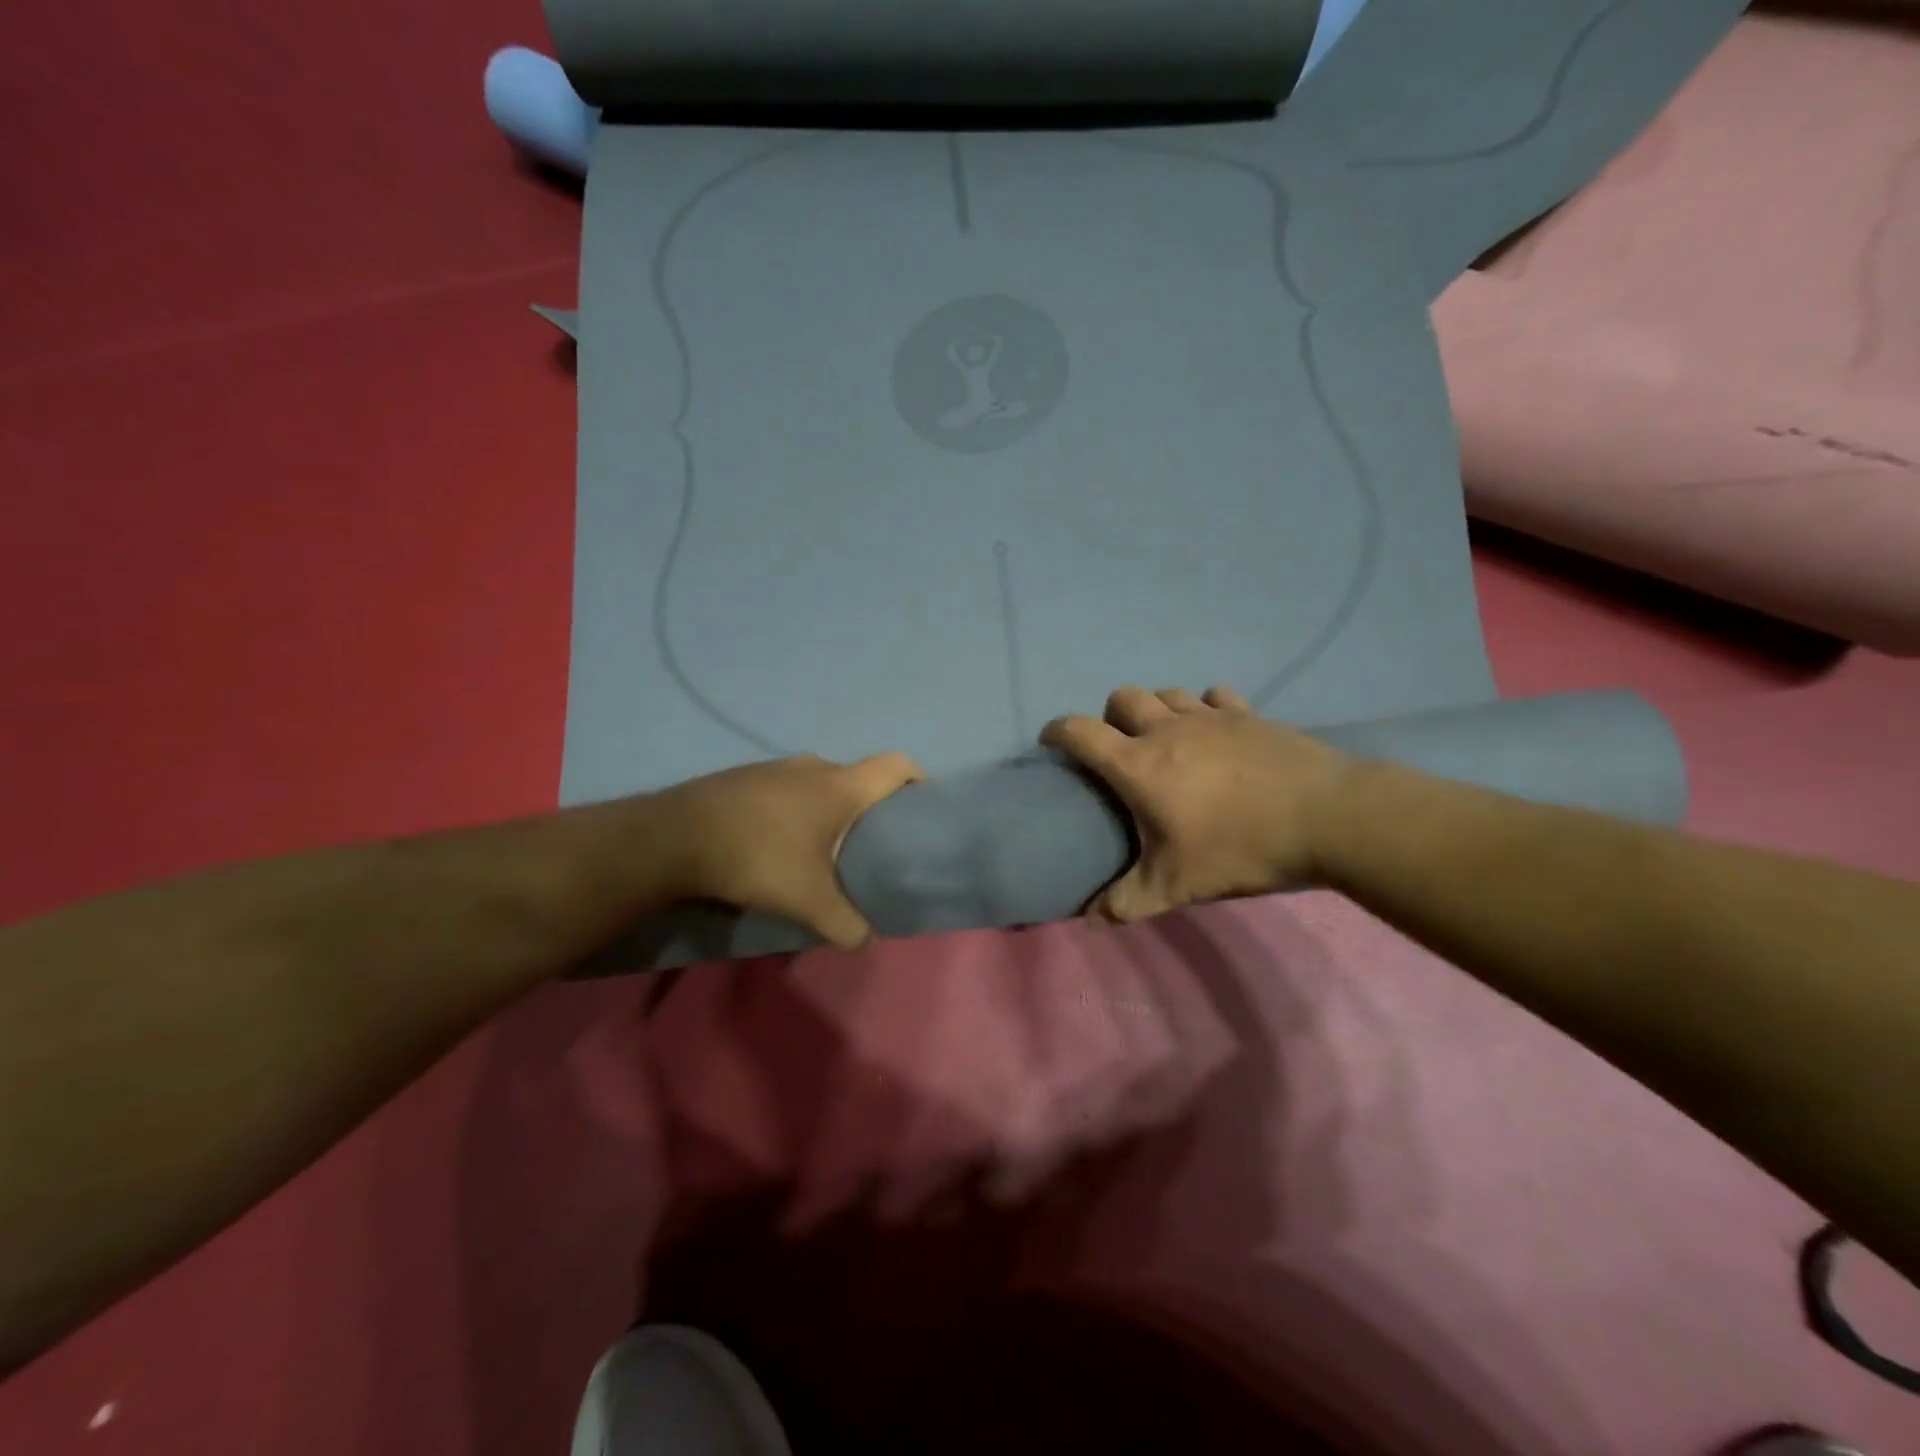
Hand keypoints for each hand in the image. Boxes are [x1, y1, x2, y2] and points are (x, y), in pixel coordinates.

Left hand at [651, 752, 925, 948]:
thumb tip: (866, 940)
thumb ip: (845, 923)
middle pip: (859, 777)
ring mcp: (776, 767)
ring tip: (825, 846)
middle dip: (871, 806)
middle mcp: (814, 767)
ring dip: (829, 807)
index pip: (896, 765)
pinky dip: (796, 808)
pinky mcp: (746, 776)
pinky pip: (787, 788)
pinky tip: (780, 842)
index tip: (922, 807)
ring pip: (820, 783)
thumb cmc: (758, 858)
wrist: (675, 837)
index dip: (917, 780)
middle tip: (873, 844)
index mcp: (840, 786)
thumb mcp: (807, 901)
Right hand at [1041, 685, 1350, 923]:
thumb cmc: (1239, 848)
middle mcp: (1167, 730)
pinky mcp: (1247, 715)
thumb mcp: (1177, 885)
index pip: (1080, 732)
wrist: (1327, 818)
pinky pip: (1214, 696)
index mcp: (1138, 765)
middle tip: (1120, 749)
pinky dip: (1204, 707)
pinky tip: (1214, 730)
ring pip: (1166, 692)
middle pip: (1122, 697)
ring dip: (1155, 708)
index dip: (1057, 732)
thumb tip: (1091, 920)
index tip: (1050, 743)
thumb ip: (1127, 902)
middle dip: (1110, 717)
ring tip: (1164, 738)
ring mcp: (1210, 717)